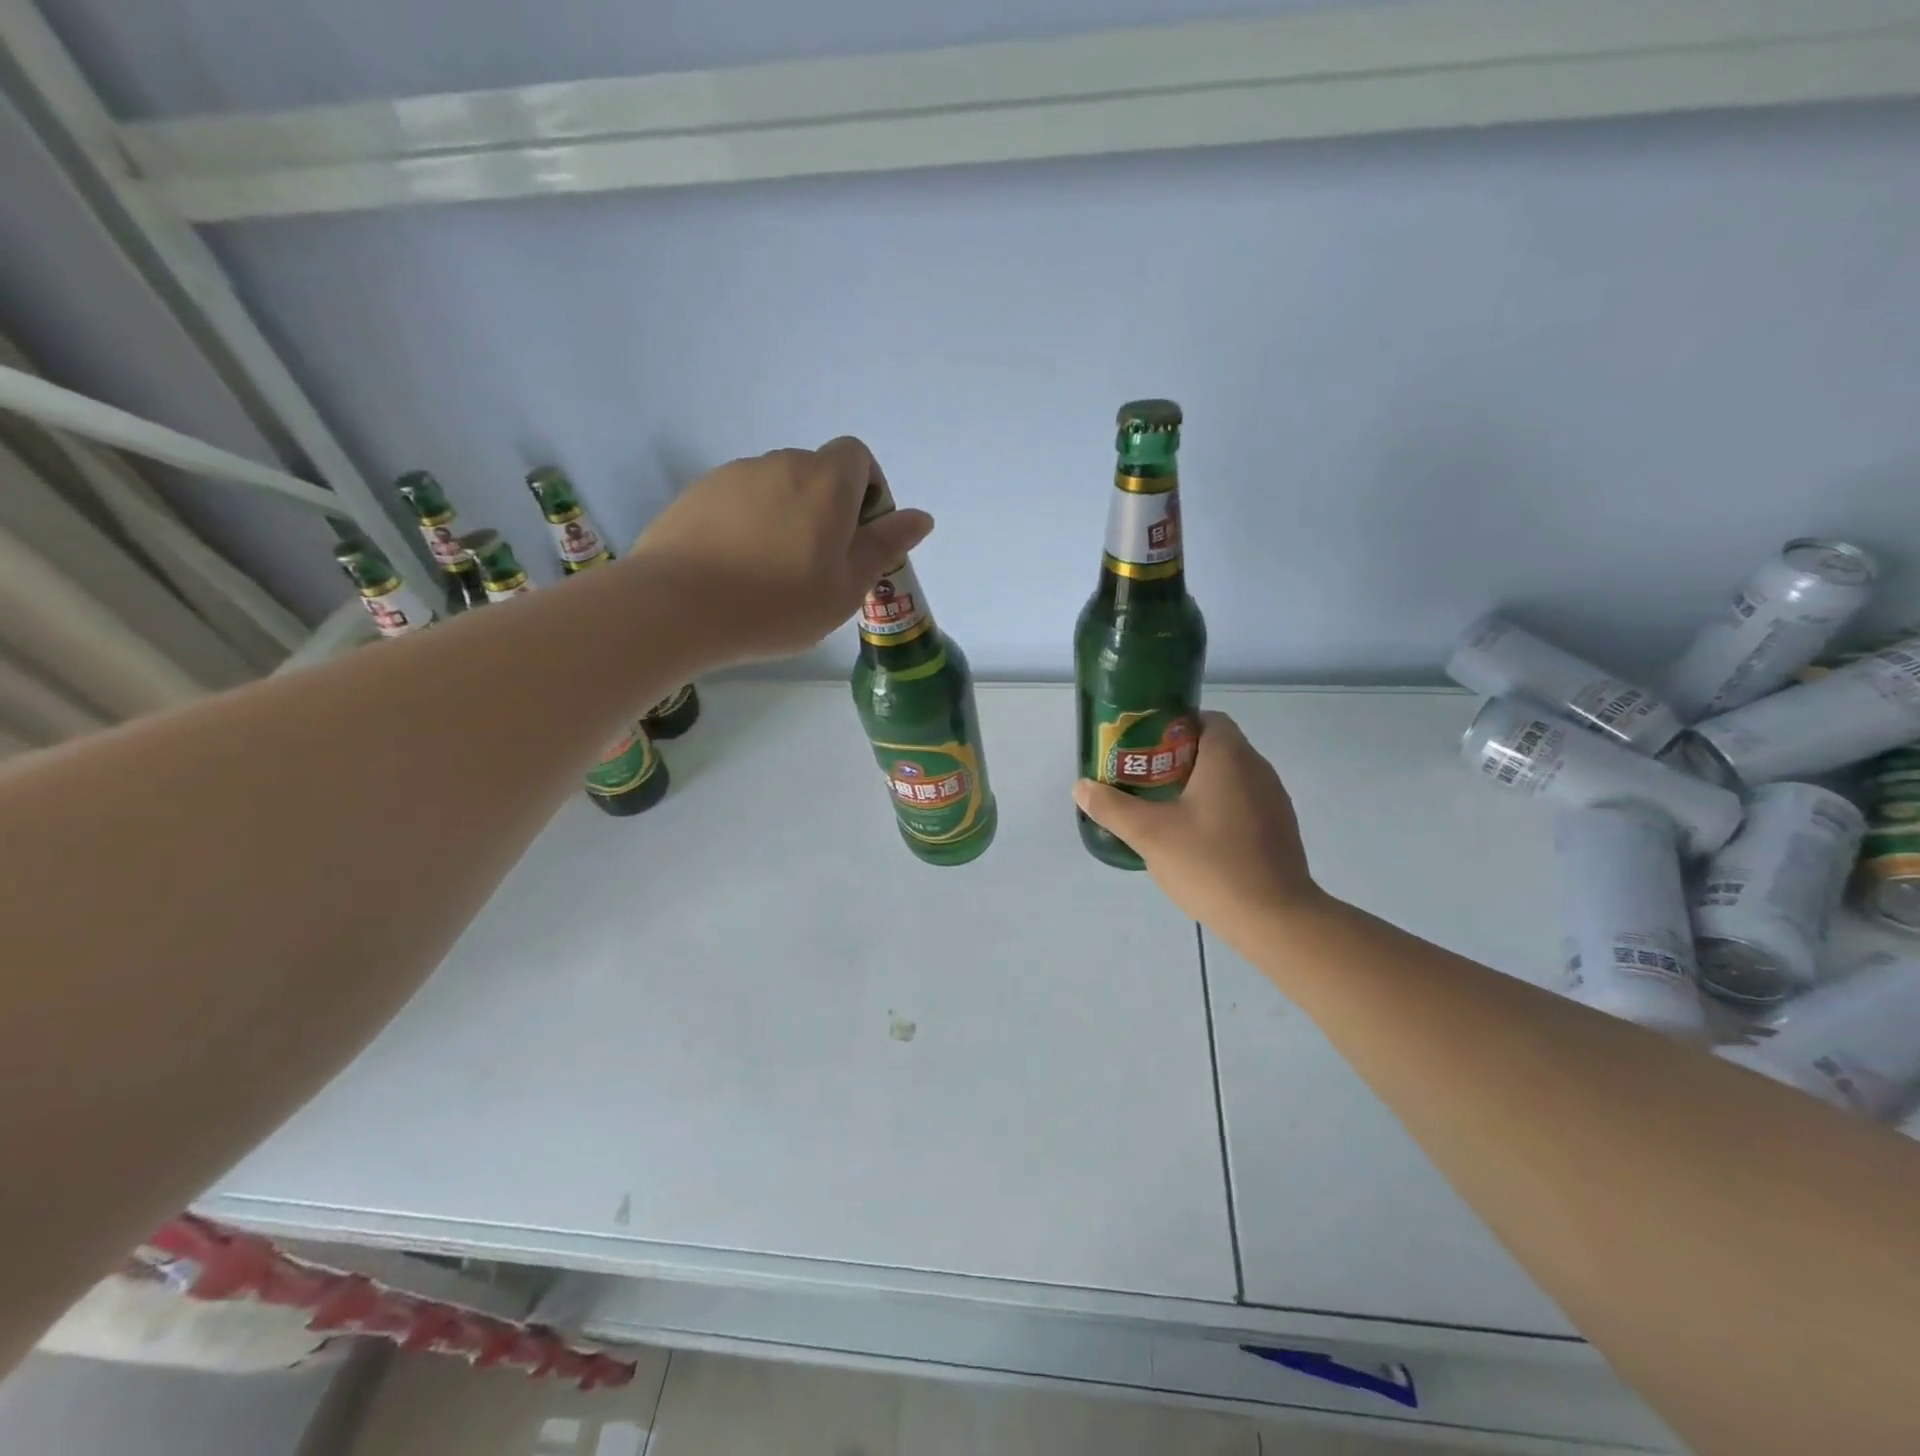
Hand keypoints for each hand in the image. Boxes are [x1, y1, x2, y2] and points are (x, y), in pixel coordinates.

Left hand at [630, 438, 932, 663]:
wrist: (677, 607)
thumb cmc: (778, 604)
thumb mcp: (847, 586)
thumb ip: (885, 546)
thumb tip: (920, 517)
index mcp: (825, 482)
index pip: (858, 455)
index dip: (868, 489)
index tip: (861, 535)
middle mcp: (780, 463)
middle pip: (816, 472)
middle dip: (827, 508)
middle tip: (819, 565)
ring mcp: (732, 475)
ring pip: (775, 488)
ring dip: (786, 517)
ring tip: (772, 573)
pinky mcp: (696, 495)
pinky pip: (738, 502)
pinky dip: (748, 525)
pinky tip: (736, 569)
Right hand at [1073, 712, 1325, 932]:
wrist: (1274, 919)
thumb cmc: (1211, 864)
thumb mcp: (1149, 834)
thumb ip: (1112, 807)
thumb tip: (1081, 787)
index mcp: (1230, 757)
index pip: (1205, 718)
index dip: (1173, 726)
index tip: (1144, 748)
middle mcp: (1257, 769)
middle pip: (1215, 747)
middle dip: (1177, 758)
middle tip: (1144, 779)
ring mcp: (1273, 800)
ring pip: (1230, 777)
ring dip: (1198, 784)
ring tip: (1164, 808)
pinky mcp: (1279, 829)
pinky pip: (1243, 802)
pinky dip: (1218, 807)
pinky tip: (1196, 838)